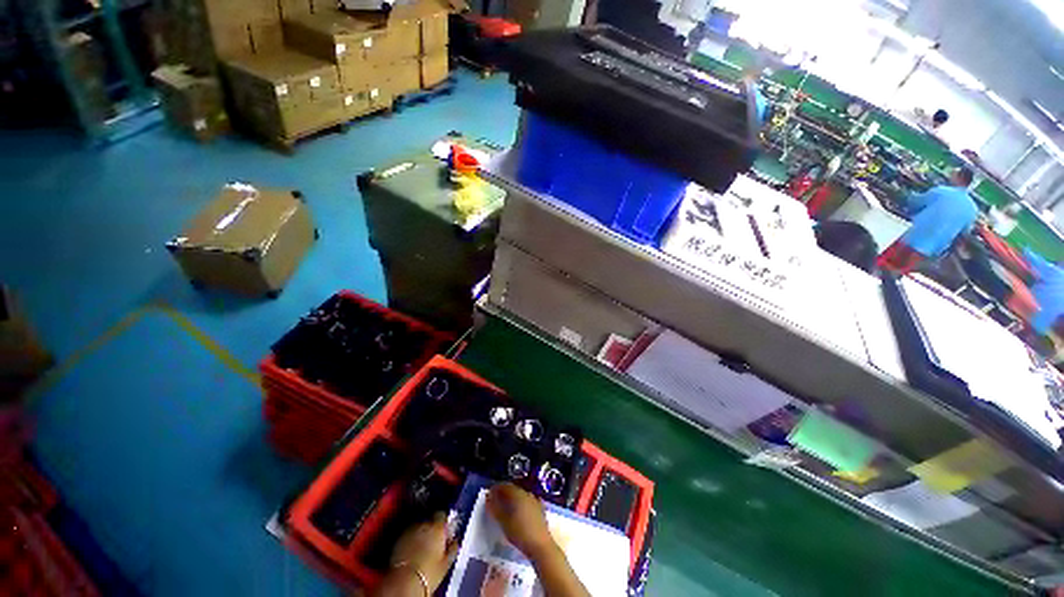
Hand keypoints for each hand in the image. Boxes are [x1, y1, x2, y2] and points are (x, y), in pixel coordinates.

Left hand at [389, 513, 458, 591]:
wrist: (404, 583)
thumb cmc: (428, 573)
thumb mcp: (446, 563)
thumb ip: (453, 548)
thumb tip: (455, 542)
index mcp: (438, 526)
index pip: (443, 514)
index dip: (444, 522)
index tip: (446, 532)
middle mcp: (423, 524)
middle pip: (430, 519)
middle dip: (432, 527)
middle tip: (435, 541)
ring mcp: (409, 530)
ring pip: (419, 526)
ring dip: (422, 533)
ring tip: (423, 547)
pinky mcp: (398, 539)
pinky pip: (408, 534)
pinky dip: (412, 540)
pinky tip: (413, 551)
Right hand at [486, 483, 556, 560]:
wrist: (540, 545)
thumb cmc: (520, 533)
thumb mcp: (504, 522)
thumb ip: (495, 508)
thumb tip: (488, 497)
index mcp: (518, 494)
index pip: (505, 486)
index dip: (496, 489)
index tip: (488, 495)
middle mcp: (527, 493)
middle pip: (513, 490)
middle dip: (503, 494)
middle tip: (494, 502)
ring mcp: (534, 501)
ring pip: (520, 496)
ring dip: (511, 500)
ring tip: (503, 509)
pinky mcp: (539, 509)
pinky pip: (526, 502)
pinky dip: (519, 505)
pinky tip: (516, 514)